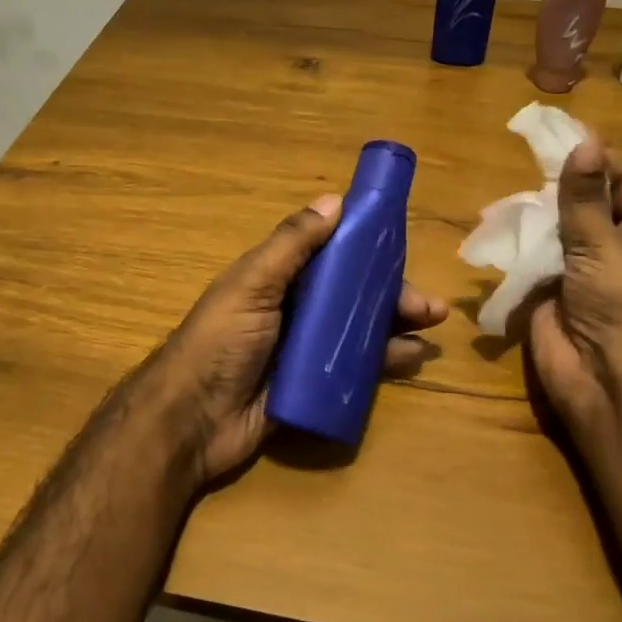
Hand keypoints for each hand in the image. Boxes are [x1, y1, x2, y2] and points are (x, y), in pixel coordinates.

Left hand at [154, 193, 449, 484]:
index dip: (366, 250)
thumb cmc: (219, 342)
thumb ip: (291, 245)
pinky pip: (354, 369)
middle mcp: (295, 309)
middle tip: (430, 306)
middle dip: (391, 295)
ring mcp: (304, 350)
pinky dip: (383, 362)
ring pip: (359, 330)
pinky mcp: (312, 386)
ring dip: (394, 326)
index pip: (331, 255)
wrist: (191, 421)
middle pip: (353, 295)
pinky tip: (410, 359)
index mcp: (278, 279)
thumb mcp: (252, 284)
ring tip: (430, 329)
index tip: (402, 248)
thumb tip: (336, 200)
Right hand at [526, 135, 621, 432]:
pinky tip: (498, 220)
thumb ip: (585, 197)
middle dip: (561, 183)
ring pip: (557, 228)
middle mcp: (616, 248)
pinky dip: (519, 239)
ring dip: (537, 211)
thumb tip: (583, 144)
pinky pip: (534, 255)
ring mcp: (582, 270)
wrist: (603, 380)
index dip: (599, 158)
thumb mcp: (605, 244)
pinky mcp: (550, 289)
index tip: (566, 132)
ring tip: (512, 186)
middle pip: (588, 203)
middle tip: (529, 153)